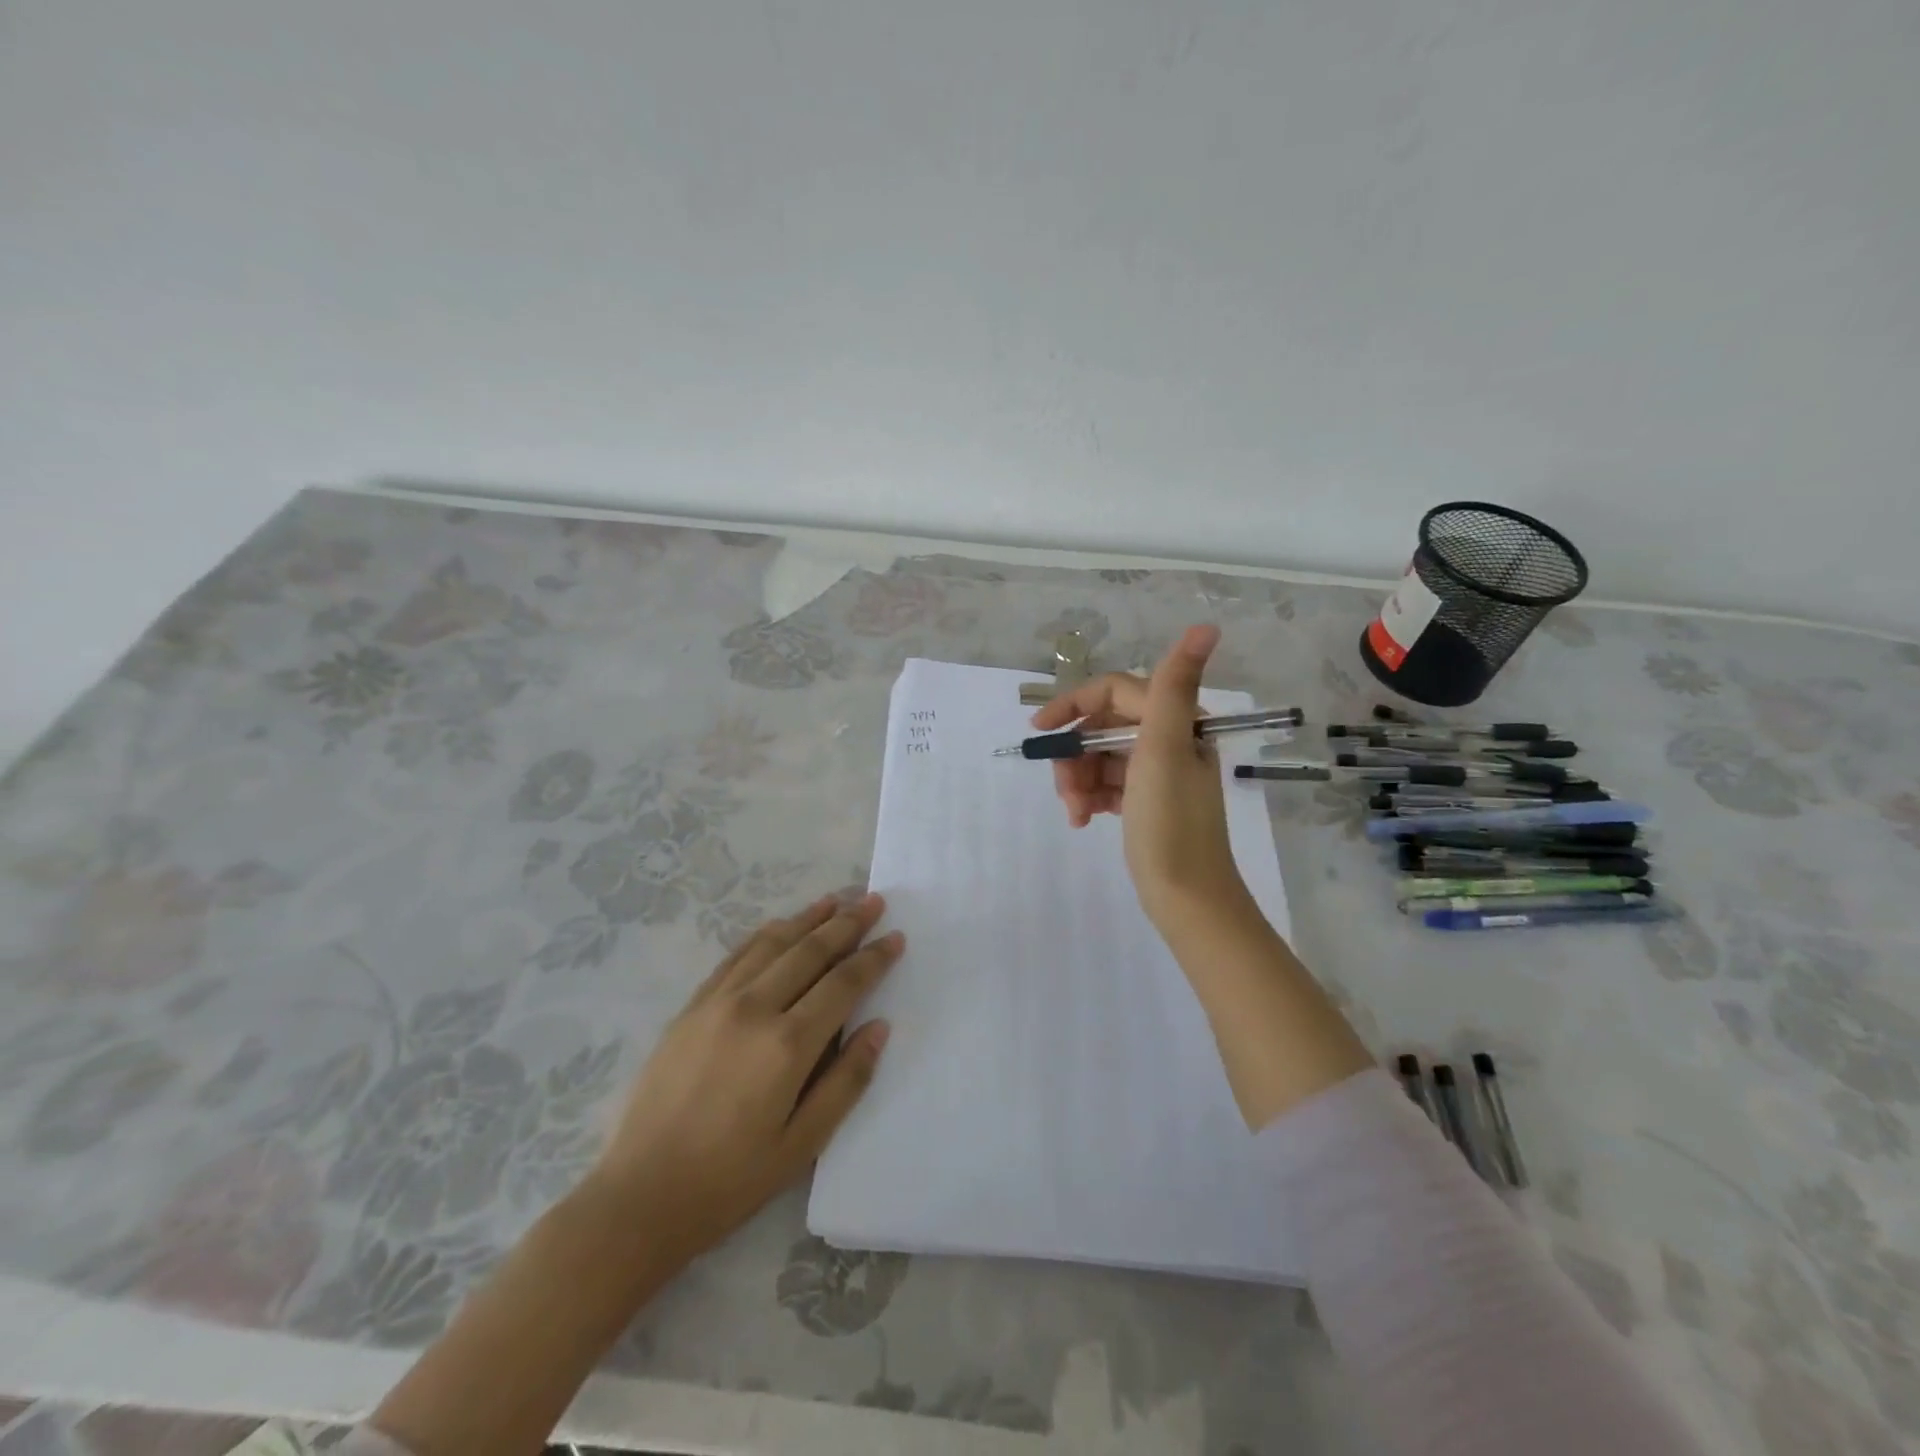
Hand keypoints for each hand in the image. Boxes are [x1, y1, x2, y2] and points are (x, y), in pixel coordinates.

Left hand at [588, 893, 900, 1264]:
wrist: (640, 1197)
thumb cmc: (730, 1180)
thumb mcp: (803, 1145)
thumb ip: (847, 1081)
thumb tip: (878, 1028)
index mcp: (787, 1045)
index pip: (843, 984)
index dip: (873, 957)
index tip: (896, 936)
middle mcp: (754, 1008)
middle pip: (810, 951)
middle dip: (847, 923)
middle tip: (873, 901)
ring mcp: (717, 1002)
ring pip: (772, 943)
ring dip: (808, 918)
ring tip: (836, 899)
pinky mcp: (691, 1007)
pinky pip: (735, 956)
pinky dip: (765, 934)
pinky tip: (780, 926)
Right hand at [1032, 624, 1248, 925]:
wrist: (1188, 896)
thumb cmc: (1171, 822)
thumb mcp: (1164, 750)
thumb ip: (1174, 686)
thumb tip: (1206, 627)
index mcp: (1177, 722)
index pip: (1114, 692)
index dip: (1073, 705)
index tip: (1040, 731)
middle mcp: (1169, 740)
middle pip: (1102, 729)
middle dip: (1076, 756)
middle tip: (1064, 789)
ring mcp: (1157, 772)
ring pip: (1099, 759)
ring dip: (1079, 781)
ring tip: (1076, 813)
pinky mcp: (1146, 801)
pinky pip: (1107, 784)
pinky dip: (1091, 797)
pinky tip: (1084, 820)